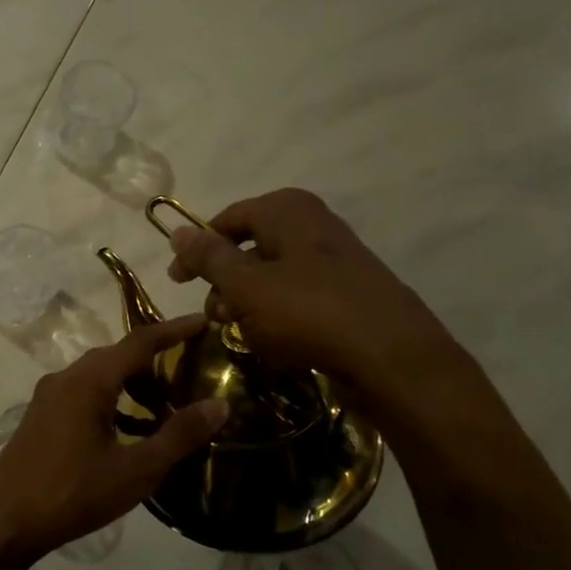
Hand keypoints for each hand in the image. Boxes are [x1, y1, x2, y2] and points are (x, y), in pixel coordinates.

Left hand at [0, 315, 227, 568]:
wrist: (6, 521)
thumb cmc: (73, 494)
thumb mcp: (136, 470)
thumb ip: (179, 435)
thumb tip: (219, 405)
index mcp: (88, 381)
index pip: (138, 342)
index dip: (173, 329)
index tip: (203, 321)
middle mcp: (65, 378)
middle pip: (116, 356)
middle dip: (154, 358)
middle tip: (190, 368)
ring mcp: (48, 397)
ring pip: (97, 375)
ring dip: (131, 382)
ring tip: (164, 403)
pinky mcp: (40, 416)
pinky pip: (82, 392)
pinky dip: (111, 399)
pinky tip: (127, 428)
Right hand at [165, 188, 464, 410]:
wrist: (394, 358)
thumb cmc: (309, 312)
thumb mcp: (246, 285)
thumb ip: (209, 258)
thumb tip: (176, 230)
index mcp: (288, 212)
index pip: (229, 219)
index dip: (198, 249)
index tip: (177, 281)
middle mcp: (314, 226)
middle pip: (252, 249)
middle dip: (226, 284)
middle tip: (215, 316)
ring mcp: (336, 261)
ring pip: (275, 278)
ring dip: (250, 306)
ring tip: (244, 336)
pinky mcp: (350, 295)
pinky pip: (301, 300)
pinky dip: (280, 319)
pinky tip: (278, 346)